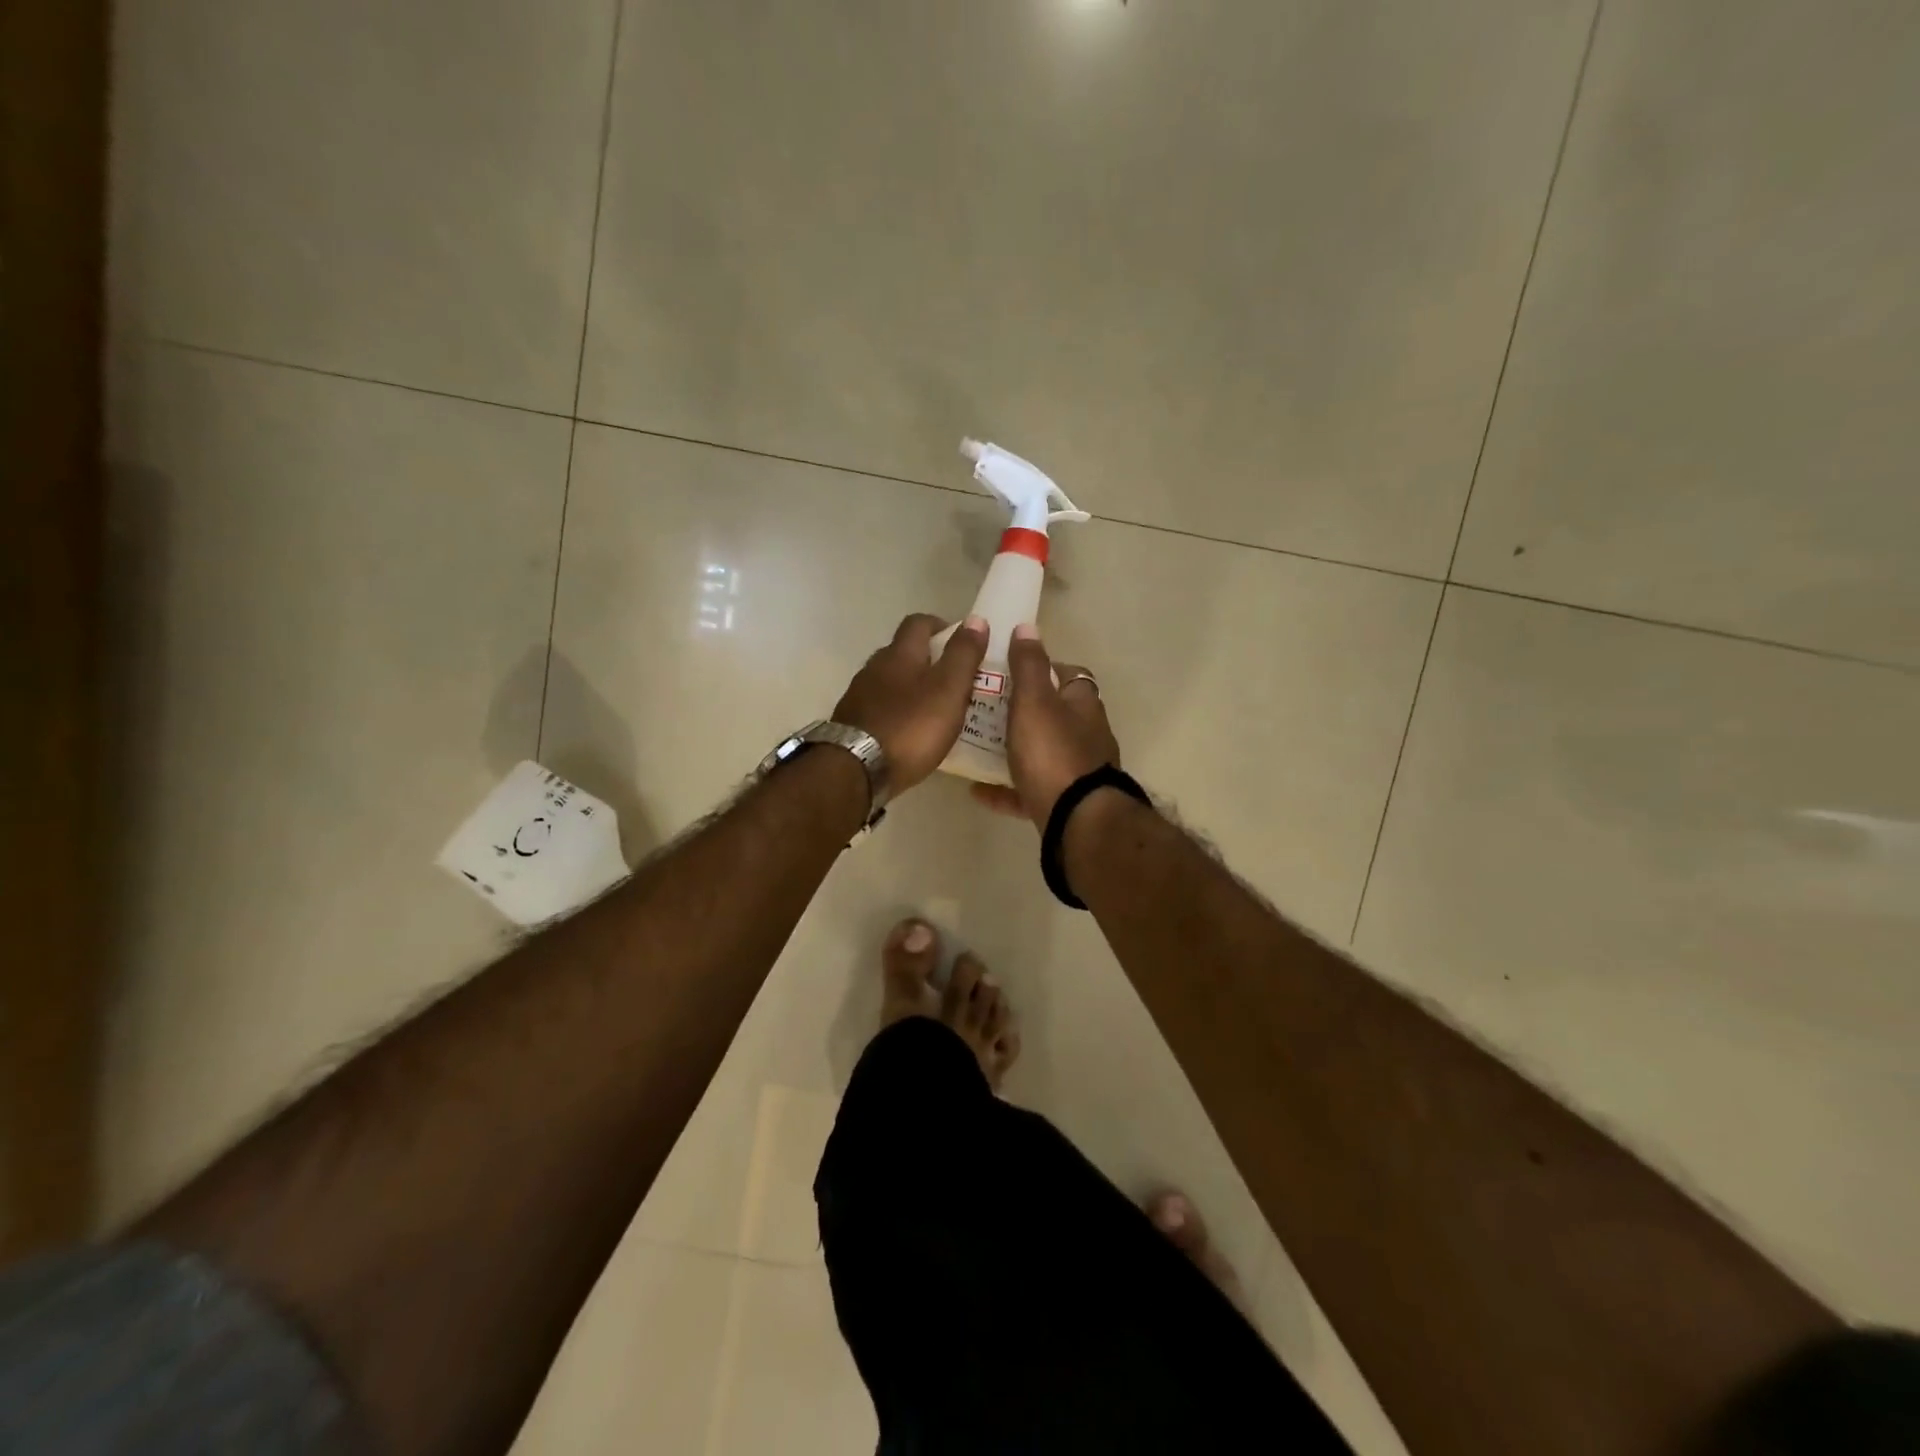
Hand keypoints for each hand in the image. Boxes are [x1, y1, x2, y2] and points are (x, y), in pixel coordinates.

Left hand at [834, 614, 989, 795]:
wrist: (856, 769)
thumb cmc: (911, 726)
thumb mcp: (949, 689)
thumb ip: (963, 655)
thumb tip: (976, 619)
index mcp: (900, 654)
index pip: (919, 623)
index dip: (941, 626)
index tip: (961, 641)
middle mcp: (875, 667)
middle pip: (902, 652)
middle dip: (928, 659)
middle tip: (955, 679)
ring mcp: (859, 695)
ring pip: (890, 681)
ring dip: (911, 687)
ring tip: (935, 708)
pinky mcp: (852, 722)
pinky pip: (880, 707)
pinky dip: (898, 711)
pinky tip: (910, 730)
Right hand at [971, 623, 1122, 827]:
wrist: (1076, 820)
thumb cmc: (1053, 752)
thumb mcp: (1034, 701)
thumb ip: (1028, 665)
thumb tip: (1028, 627)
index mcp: (1082, 705)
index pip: (1068, 675)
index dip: (1040, 668)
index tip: (1008, 670)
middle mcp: (1085, 735)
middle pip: (1052, 715)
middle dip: (1020, 712)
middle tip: (984, 709)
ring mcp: (1076, 771)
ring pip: (1040, 754)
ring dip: (1011, 750)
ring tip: (975, 746)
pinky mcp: (1063, 803)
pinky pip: (1029, 791)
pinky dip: (1006, 789)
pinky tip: (978, 791)